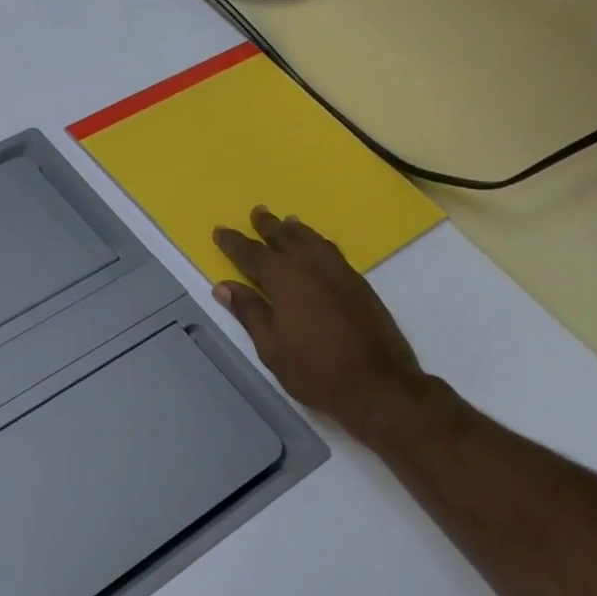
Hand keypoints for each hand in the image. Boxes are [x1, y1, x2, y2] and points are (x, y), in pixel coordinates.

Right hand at [212, 207, 426, 440]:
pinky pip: (334, 253)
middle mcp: (314, 267)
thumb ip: (250, 313)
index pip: (254, 255)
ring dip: (298, 231)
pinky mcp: (361, 286)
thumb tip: (225, 287)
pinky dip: (320, 244)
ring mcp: (341, 274)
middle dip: (269, 227)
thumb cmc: (314, 371)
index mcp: (287, 281)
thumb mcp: (272, 348)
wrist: (376, 383)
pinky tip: (319, 249)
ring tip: (289, 222)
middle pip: (287, 239)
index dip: (235, 243)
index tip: (220, 231)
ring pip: (315, 242)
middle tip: (257, 212)